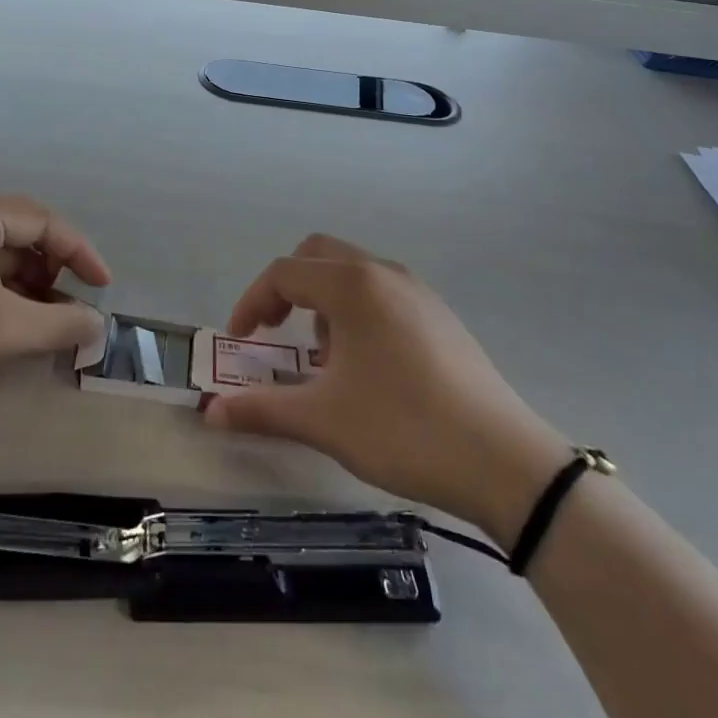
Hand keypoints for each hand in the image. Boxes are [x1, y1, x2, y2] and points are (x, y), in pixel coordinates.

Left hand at [0, 193, 109, 411]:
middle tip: (72, 305)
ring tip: (47, 322)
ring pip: (4, 257)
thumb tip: (99, 325)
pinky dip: (6, 295)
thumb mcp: (4, 328)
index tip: (102, 287)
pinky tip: (15, 324)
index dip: (80, 252)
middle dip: (54, 270)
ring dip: (32, 286)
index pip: (45, 221)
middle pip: (25, 234)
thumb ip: (60, 323)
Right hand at [203, 234, 569, 541]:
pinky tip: (368, 366)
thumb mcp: (324, 420)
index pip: (284, 273)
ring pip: (352, 271)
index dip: (252, 303)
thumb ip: (261, 410)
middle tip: (277, 332)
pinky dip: (356, 310)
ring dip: (323, 300)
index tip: (240, 341)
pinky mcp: (440, 314)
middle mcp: (383, 273)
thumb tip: (210, 412)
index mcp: (352, 286)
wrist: (506, 462)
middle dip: (287, 288)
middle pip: (317, 255)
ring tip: (326, 359)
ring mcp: (417, 290)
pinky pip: (381, 291)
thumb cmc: (404, 429)